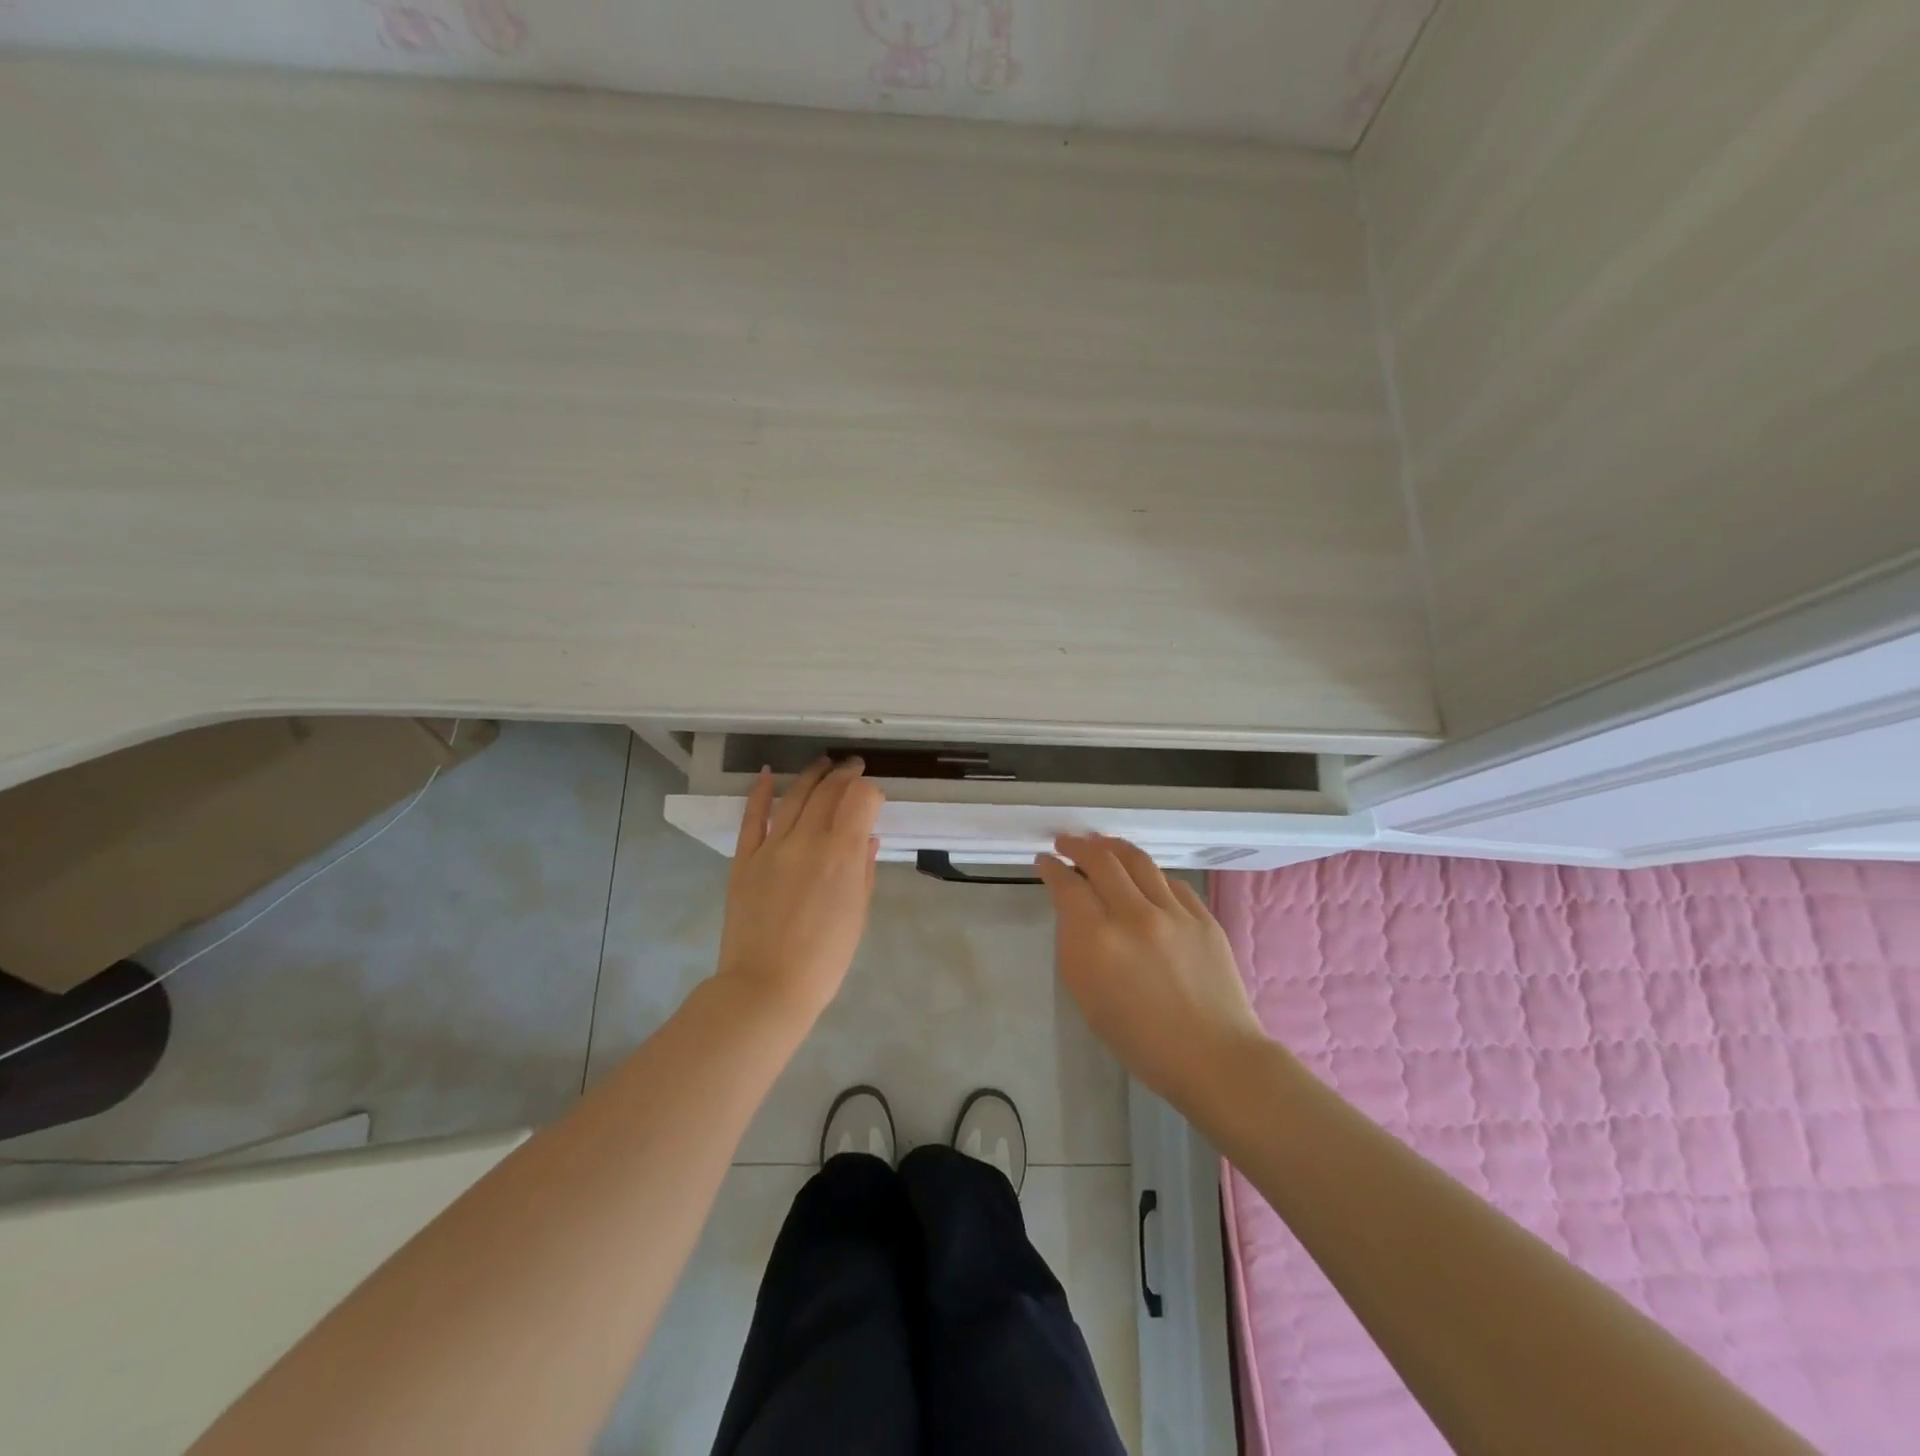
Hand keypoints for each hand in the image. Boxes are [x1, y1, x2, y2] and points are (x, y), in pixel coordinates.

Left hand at [715, 758, 883, 1026]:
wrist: (767, 987)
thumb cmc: (824, 959)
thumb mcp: (857, 915)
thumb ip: (863, 870)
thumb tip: (866, 838)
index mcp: (841, 854)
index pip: (860, 798)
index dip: (871, 791)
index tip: (874, 799)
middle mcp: (807, 840)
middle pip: (829, 791)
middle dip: (845, 775)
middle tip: (854, 768)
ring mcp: (772, 847)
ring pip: (795, 796)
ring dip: (812, 774)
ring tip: (824, 763)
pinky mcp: (744, 859)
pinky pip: (753, 817)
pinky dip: (760, 792)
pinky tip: (768, 773)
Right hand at [1037, 833, 1266, 1108]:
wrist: (1213, 1057)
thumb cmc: (1140, 1040)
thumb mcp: (1087, 998)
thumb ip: (1075, 946)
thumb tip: (1074, 911)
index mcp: (1098, 941)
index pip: (1067, 885)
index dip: (1051, 868)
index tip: (1044, 862)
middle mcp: (1134, 915)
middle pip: (1100, 859)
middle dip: (1077, 846)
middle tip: (1066, 843)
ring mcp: (1173, 911)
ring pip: (1137, 859)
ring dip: (1111, 846)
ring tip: (1099, 845)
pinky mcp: (1202, 915)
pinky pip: (1168, 881)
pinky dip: (1147, 874)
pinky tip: (1142, 879)